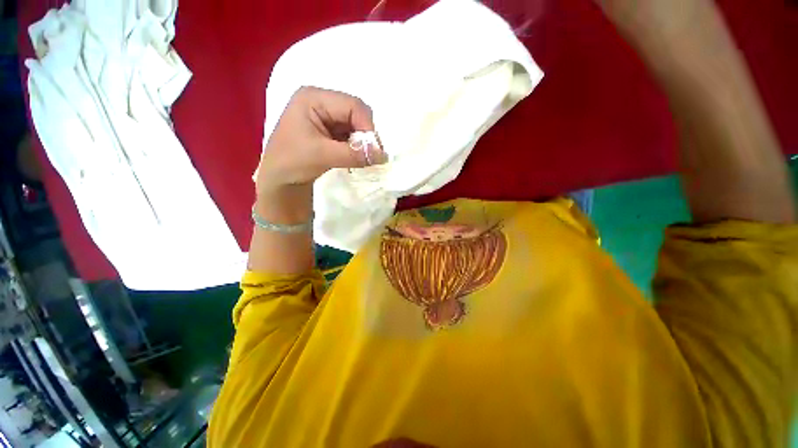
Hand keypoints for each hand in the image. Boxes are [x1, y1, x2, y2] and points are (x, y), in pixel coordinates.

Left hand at [255, 86, 376, 195]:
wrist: (279, 179)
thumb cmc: (292, 162)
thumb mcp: (323, 156)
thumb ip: (354, 154)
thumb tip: (384, 156)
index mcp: (314, 98)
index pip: (352, 105)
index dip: (367, 127)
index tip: (374, 150)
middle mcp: (321, 101)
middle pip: (356, 112)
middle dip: (365, 134)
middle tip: (370, 155)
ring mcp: (325, 115)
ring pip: (355, 124)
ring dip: (362, 142)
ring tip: (361, 158)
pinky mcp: (329, 129)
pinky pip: (351, 133)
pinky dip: (356, 146)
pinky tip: (354, 156)